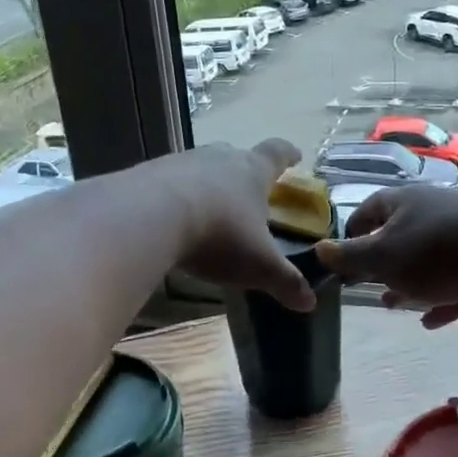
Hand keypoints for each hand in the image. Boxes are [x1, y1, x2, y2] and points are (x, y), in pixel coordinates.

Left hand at [152, 140, 316, 311]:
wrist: (148, 216)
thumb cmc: (218, 234)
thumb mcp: (257, 264)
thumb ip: (284, 281)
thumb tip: (310, 302)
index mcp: (252, 170)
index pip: (277, 154)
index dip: (287, 155)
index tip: (295, 155)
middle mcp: (218, 158)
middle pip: (235, 156)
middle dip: (243, 171)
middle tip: (248, 189)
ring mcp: (180, 162)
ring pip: (200, 167)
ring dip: (206, 184)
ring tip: (208, 207)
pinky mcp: (147, 174)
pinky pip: (167, 182)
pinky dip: (175, 197)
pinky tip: (171, 218)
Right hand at [315, 187, 457, 330]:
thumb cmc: (437, 254)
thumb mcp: (382, 257)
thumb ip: (350, 257)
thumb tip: (319, 249)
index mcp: (404, 203)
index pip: (369, 209)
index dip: (351, 232)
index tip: (340, 258)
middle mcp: (433, 215)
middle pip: (399, 236)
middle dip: (380, 263)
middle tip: (363, 286)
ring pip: (427, 263)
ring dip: (408, 284)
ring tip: (392, 305)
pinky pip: (456, 284)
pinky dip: (441, 300)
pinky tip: (431, 322)